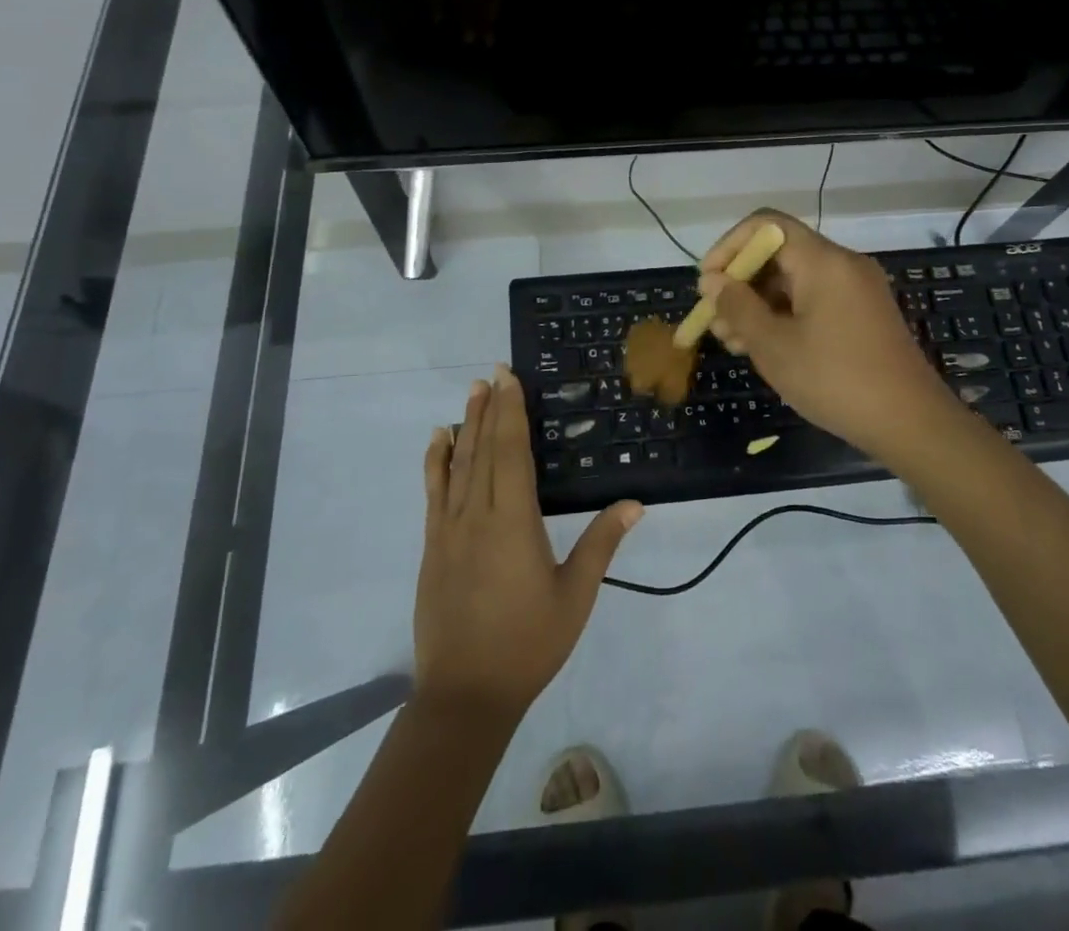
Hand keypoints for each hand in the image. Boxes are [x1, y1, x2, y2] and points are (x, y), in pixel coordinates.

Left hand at [414, 367, 642, 722]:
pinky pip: (433, 493)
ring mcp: (450, 530)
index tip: (508, 378)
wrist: (465, 694)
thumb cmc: (528, 643)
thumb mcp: (575, 596)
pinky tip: (439, 440)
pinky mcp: (434, 546)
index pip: (511, 452)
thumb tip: (634, 503)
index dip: (511, 412)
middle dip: (490, 408)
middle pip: (484, 450)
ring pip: (458, 465)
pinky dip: (435, 462)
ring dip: (466, 425)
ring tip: (472, 393)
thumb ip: (601, 544)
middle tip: (492, 373)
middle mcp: (477, 515)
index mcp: (514, 522)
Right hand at [700, 210, 962, 459]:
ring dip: (758, 304)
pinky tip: (765, 348)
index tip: (708, 284)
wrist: (911, 423)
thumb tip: (712, 281)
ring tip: (733, 342)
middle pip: (779, 253)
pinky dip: (784, 315)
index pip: (765, 225)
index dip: (729, 247)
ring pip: (794, 280)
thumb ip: (737, 307)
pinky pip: (814, 299)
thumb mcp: (774, 346)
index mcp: (823, 261)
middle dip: (740, 282)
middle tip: (715, 322)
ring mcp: (857, 289)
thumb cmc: (835, 380)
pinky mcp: (863, 314)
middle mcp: (843, 264)